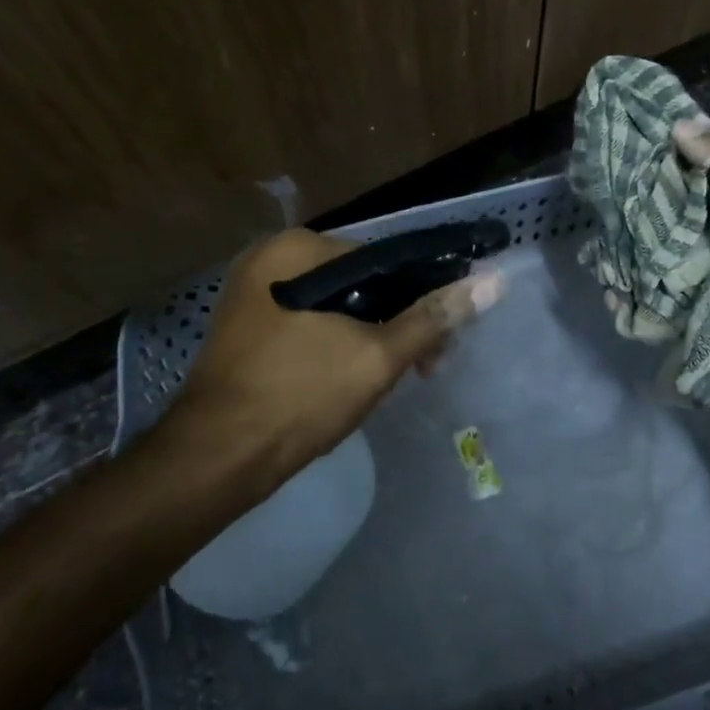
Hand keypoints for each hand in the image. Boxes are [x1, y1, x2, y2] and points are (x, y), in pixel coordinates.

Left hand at [160, 229, 502, 498]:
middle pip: (359, 283)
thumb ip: (434, 317)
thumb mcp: (377, 355)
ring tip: (396, 379)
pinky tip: (356, 379)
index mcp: (295, 249)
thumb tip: (492, 282)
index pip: (383, 258)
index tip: (445, 335)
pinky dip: (339, 346)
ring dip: (371, 338)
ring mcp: (253, 296)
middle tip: (424, 366)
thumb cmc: (299, 396)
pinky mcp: (248, 330)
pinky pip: (310, 326)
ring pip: (337, 308)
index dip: (423, 295)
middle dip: (397, 322)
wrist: (216, 460)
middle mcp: (269, 261)